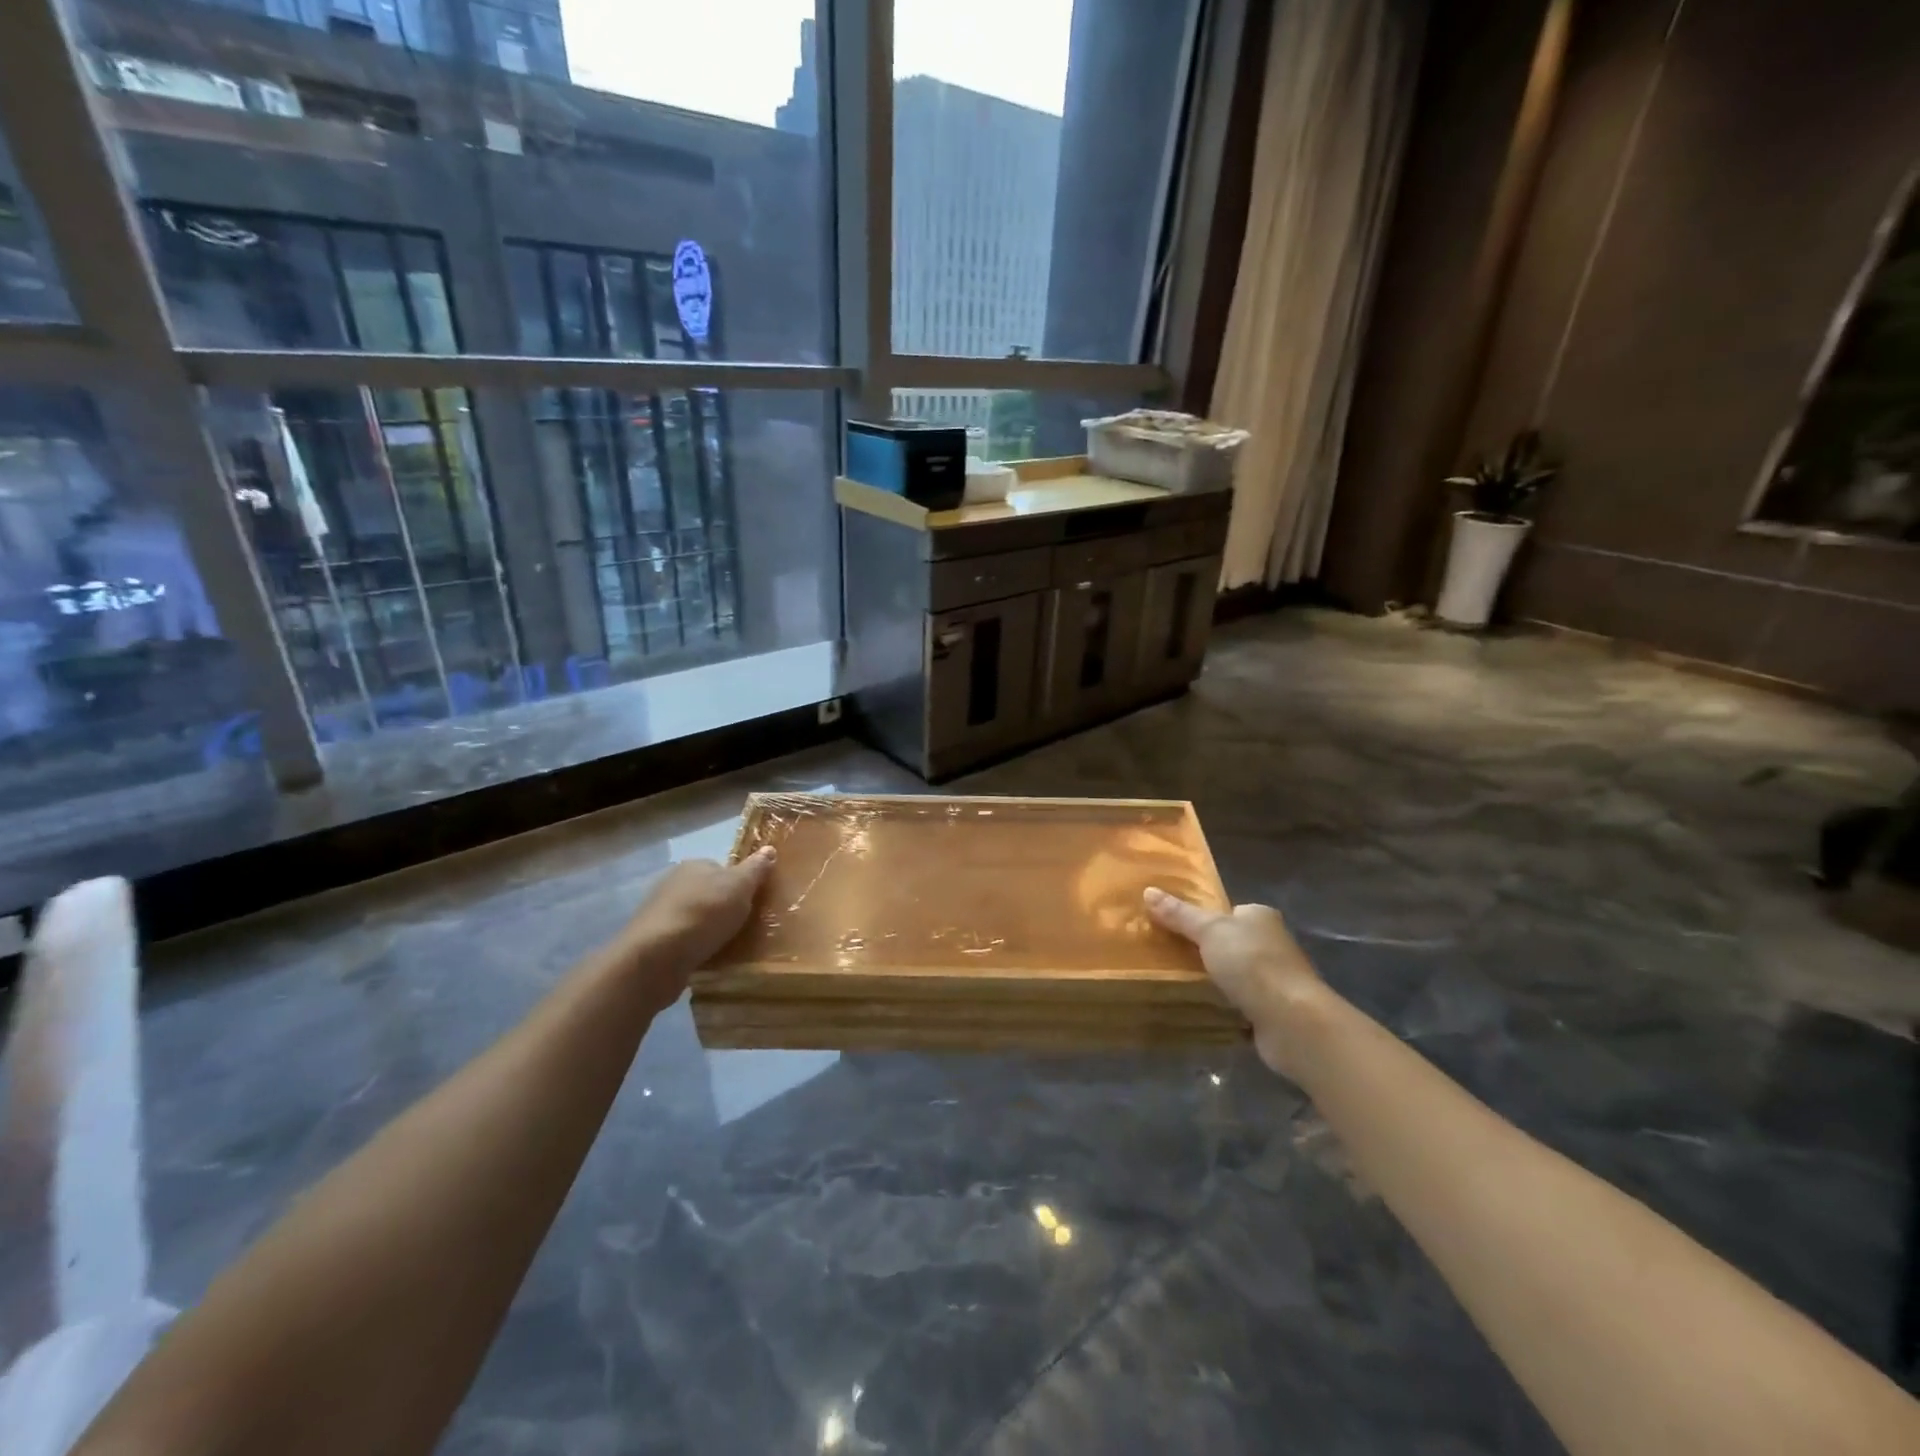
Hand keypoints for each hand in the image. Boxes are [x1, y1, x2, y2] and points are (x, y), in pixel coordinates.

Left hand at [606, 848, 776, 1000]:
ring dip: (708, 930)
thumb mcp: (739, 887)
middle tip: (745, 926)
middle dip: (723, 908)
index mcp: (693, 865)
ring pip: (694, 918)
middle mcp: (672, 883)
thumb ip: (755, 869)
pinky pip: (683, 941)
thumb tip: (769, 849)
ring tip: (729, 947)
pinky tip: (706, 960)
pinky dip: (694, 948)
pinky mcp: (652, 942)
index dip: (739, 885)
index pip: (722, 869)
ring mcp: (659, 913)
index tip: (753, 903)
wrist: (656, 958)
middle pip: (707, 893)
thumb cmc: (703, 914)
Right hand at [1144, 888, 1324, 1075]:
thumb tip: (1147, 890)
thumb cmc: (1252, 964)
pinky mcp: (1273, 1011)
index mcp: (1260, 917)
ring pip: (1234, 975)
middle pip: (1229, 943)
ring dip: (1214, 981)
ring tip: (1177, 984)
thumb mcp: (1209, 931)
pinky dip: (1224, 1006)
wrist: (1292, 1021)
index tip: (1173, 929)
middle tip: (1168, 957)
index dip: (1202, 920)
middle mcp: (1272, 944)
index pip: (1228, 912)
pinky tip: (1201, 1009)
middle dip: (1205, 952)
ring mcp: (1274, 979)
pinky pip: (1239, 1003)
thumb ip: (1179, 914)